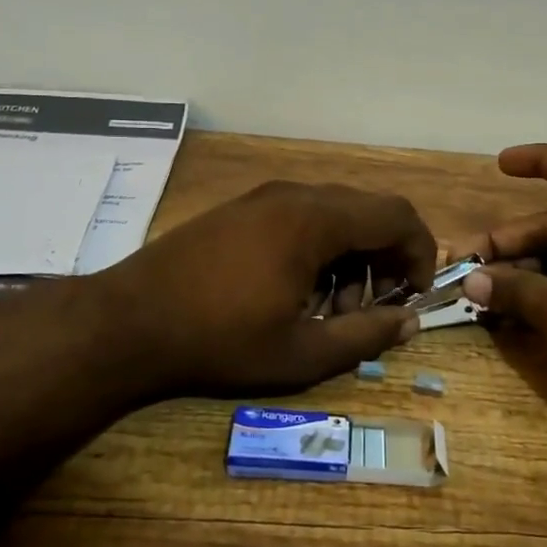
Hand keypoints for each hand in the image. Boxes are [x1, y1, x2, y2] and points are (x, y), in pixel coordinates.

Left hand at [99, 180, 435, 396]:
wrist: (126, 322)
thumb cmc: (219, 340)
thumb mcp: (301, 352)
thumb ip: (365, 336)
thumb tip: (410, 323)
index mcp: (315, 220)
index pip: (396, 215)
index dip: (419, 253)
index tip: (413, 296)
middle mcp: (293, 194)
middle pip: (367, 212)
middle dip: (383, 260)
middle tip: (369, 311)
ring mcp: (262, 198)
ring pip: (334, 215)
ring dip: (350, 258)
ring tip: (328, 311)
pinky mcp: (240, 210)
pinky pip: (300, 218)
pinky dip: (318, 250)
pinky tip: (293, 293)